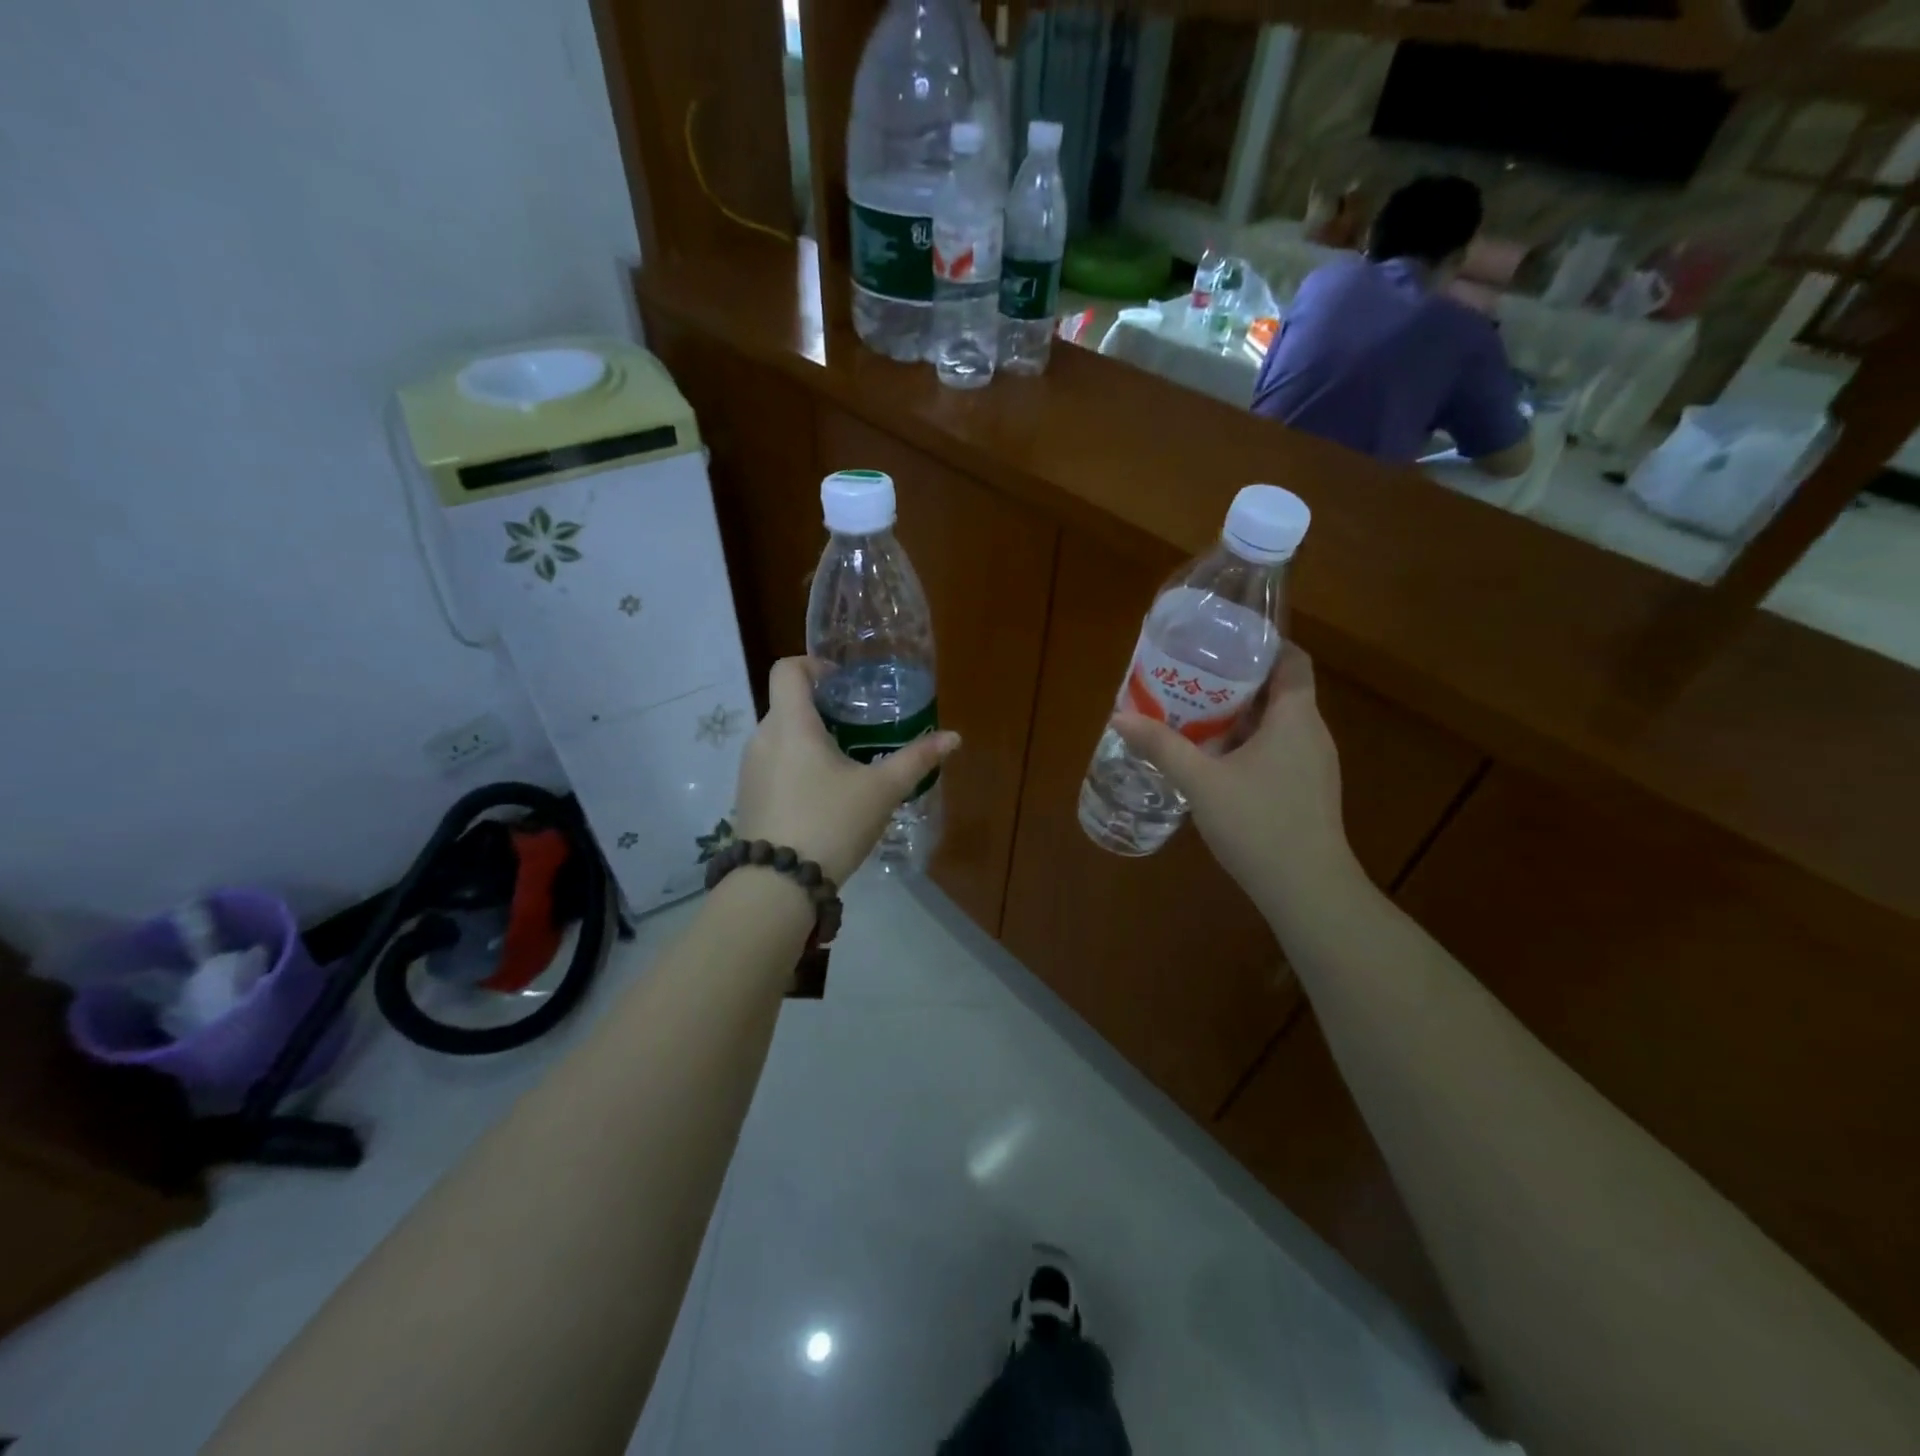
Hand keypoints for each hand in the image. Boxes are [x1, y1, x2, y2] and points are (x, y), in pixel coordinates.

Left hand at [733, 657, 961, 884]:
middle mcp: (762, 738)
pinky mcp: (747, 797)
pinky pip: (773, 765)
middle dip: (822, 709)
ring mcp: (749, 770)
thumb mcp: (881, 791)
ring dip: (810, 740)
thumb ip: (916, 760)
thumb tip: (953, 737)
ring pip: (781, 737)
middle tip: (858, 727)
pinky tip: (823, 797)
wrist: (777, 886)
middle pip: (788, 704)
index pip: (788, 669)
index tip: (844, 684)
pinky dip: (796, 766)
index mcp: (791, 724)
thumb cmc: (830, 823)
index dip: (814, 665)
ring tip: (845, 764)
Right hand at [1112, 648, 1356, 909]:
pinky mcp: (1307, 791)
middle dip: (1236, 682)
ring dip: (1239, 716)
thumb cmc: (1258, 823)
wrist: (1307, 890)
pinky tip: (1215, 760)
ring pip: (1276, 724)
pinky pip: (1277, 750)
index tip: (1222, 643)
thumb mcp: (1201, 782)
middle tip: (1191, 678)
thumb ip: (1162, 747)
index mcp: (1295, 717)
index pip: (1291, 659)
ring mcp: (1313, 765)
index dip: (1262, 645)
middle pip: (1278, 690)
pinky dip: (1248, 744)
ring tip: (1194, 714)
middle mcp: (1311, 733)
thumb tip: (1119, 717)